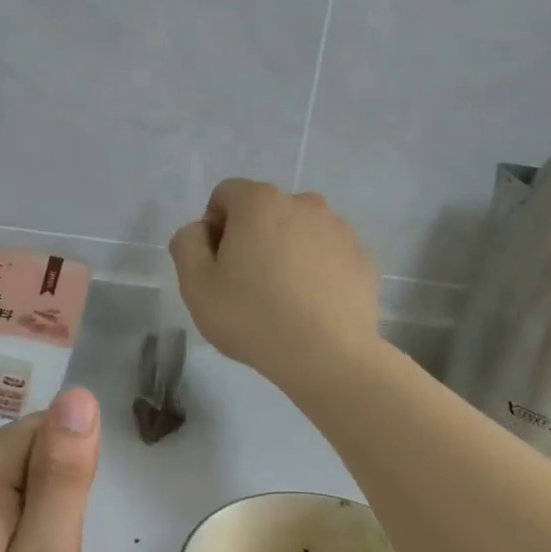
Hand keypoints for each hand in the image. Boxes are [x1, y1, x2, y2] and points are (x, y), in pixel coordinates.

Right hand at [169, 179, 381, 391]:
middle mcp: (304, 203)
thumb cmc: (252, 317)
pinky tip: (310, 306)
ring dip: (285, 252)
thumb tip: (201, 230)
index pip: (226, 195)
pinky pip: (327, 255)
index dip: (214, 227)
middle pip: (264, 211)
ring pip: (299, 232)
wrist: (328, 356)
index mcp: (260, 202)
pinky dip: (316, 270)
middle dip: (251, 237)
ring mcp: (340, 229)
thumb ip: (187, 243)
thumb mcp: (195, 284)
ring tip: (283, 298)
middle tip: (246, 284)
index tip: (217, 265)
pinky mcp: (363, 257)